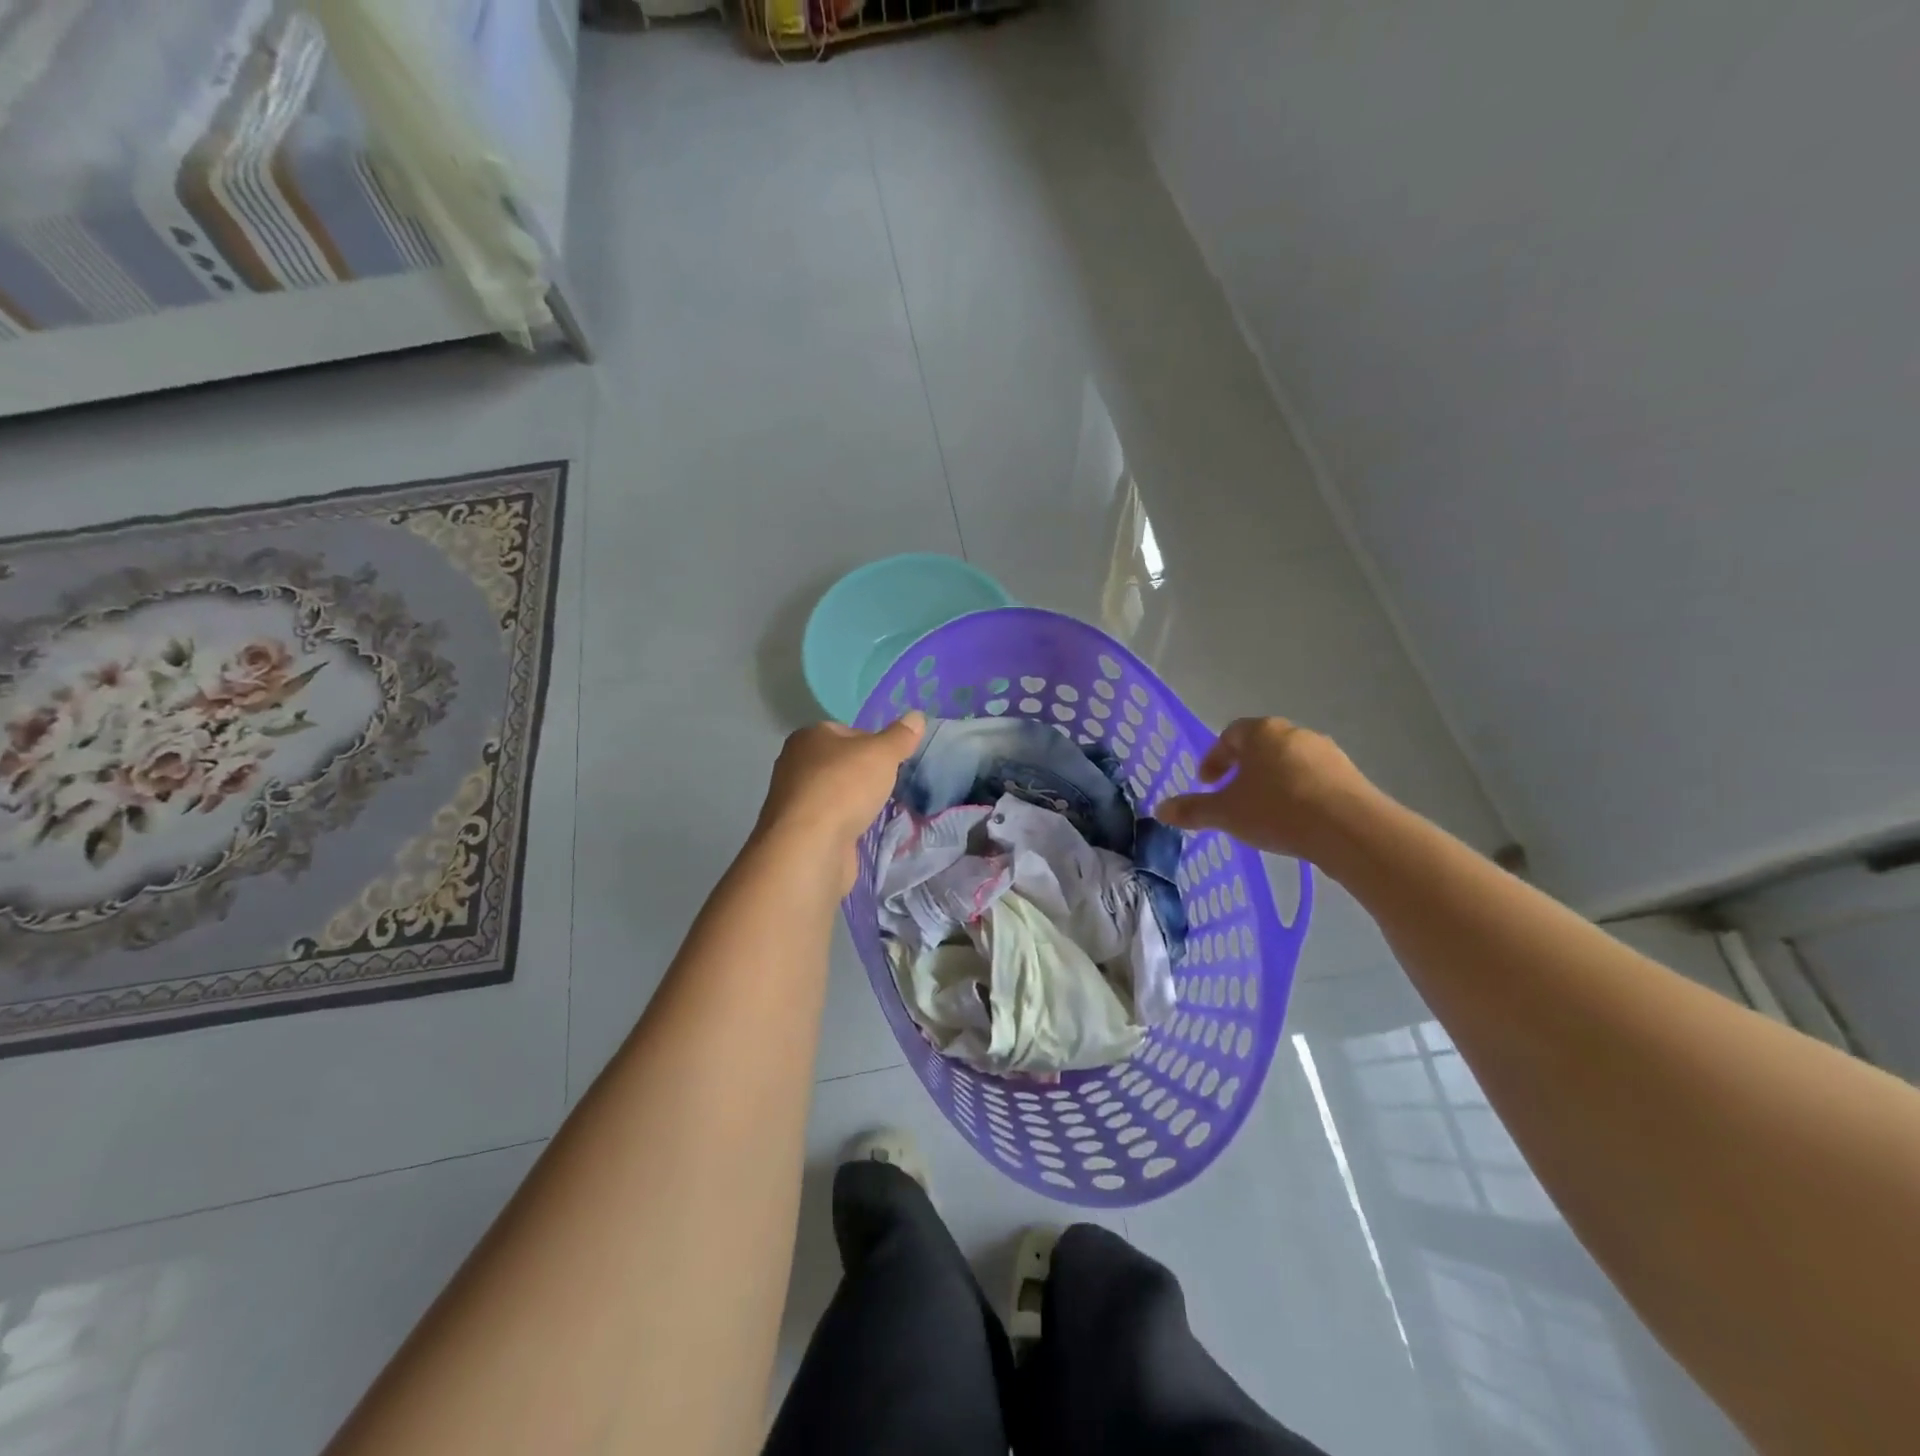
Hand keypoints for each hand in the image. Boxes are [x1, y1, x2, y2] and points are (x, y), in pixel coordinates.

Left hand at [753, 714, 924, 891]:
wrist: (810, 847)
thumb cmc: (844, 788)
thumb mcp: (881, 754)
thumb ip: (900, 736)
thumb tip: (917, 716)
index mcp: (808, 737)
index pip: (848, 731)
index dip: (874, 744)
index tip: (893, 762)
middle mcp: (795, 764)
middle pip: (841, 763)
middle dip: (865, 774)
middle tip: (889, 786)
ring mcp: (796, 800)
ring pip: (836, 793)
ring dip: (856, 802)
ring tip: (880, 810)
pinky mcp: (800, 831)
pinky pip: (832, 820)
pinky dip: (847, 825)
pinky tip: (863, 831)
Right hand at [1155, 717, 1377, 861]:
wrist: (1349, 829)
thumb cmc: (1277, 810)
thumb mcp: (1226, 813)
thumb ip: (1192, 810)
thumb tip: (1160, 810)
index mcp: (1261, 732)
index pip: (1229, 734)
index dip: (1214, 758)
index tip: (1207, 783)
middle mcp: (1294, 733)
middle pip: (1261, 746)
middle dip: (1244, 770)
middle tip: (1233, 796)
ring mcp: (1326, 753)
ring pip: (1288, 762)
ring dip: (1272, 782)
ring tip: (1264, 812)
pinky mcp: (1350, 776)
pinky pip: (1314, 779)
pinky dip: (1298, 793)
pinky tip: (1295, 820)